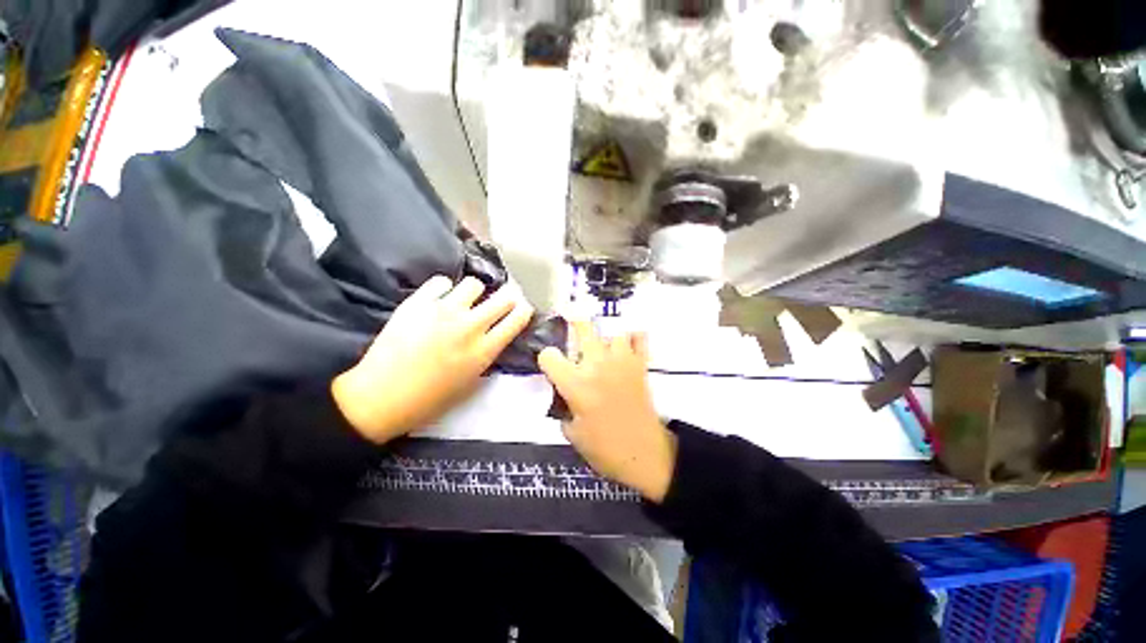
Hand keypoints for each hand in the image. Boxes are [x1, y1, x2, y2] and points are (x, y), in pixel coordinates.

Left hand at [332, 275, 533, 443]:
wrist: (380, 397)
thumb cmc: (430, 400)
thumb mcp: (470, 382)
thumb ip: (486, 355)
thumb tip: (493, 336)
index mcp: (484, 350)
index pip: (517, 319)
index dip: (523, 311)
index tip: (522, 309)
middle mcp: (470, 326)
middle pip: (503, 298)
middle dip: (506, 299)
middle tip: (498, 304)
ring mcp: (443, 311)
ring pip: (474, 284)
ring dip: (474, 293)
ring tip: (464, 302)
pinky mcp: (418, 303)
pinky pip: (441, 282)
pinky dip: (444, 289)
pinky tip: (438, 300)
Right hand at [537, 319, 676, 502]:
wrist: (644, 454)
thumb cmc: (604, 448)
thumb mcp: (571, 433)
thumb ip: (563, 407)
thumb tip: (565, 395)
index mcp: (576, 383)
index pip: (549, 356)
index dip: (546, 359)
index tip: (550, 364)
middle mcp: (597, 365)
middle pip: (584, 328)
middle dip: (574, 321)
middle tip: (570, 320)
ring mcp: (621, 362)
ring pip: (613, 330)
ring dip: (605, 335)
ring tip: (602, 343)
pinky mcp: (639, 365)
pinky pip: (639, 339)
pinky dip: (633, 337)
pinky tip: (626, 344)